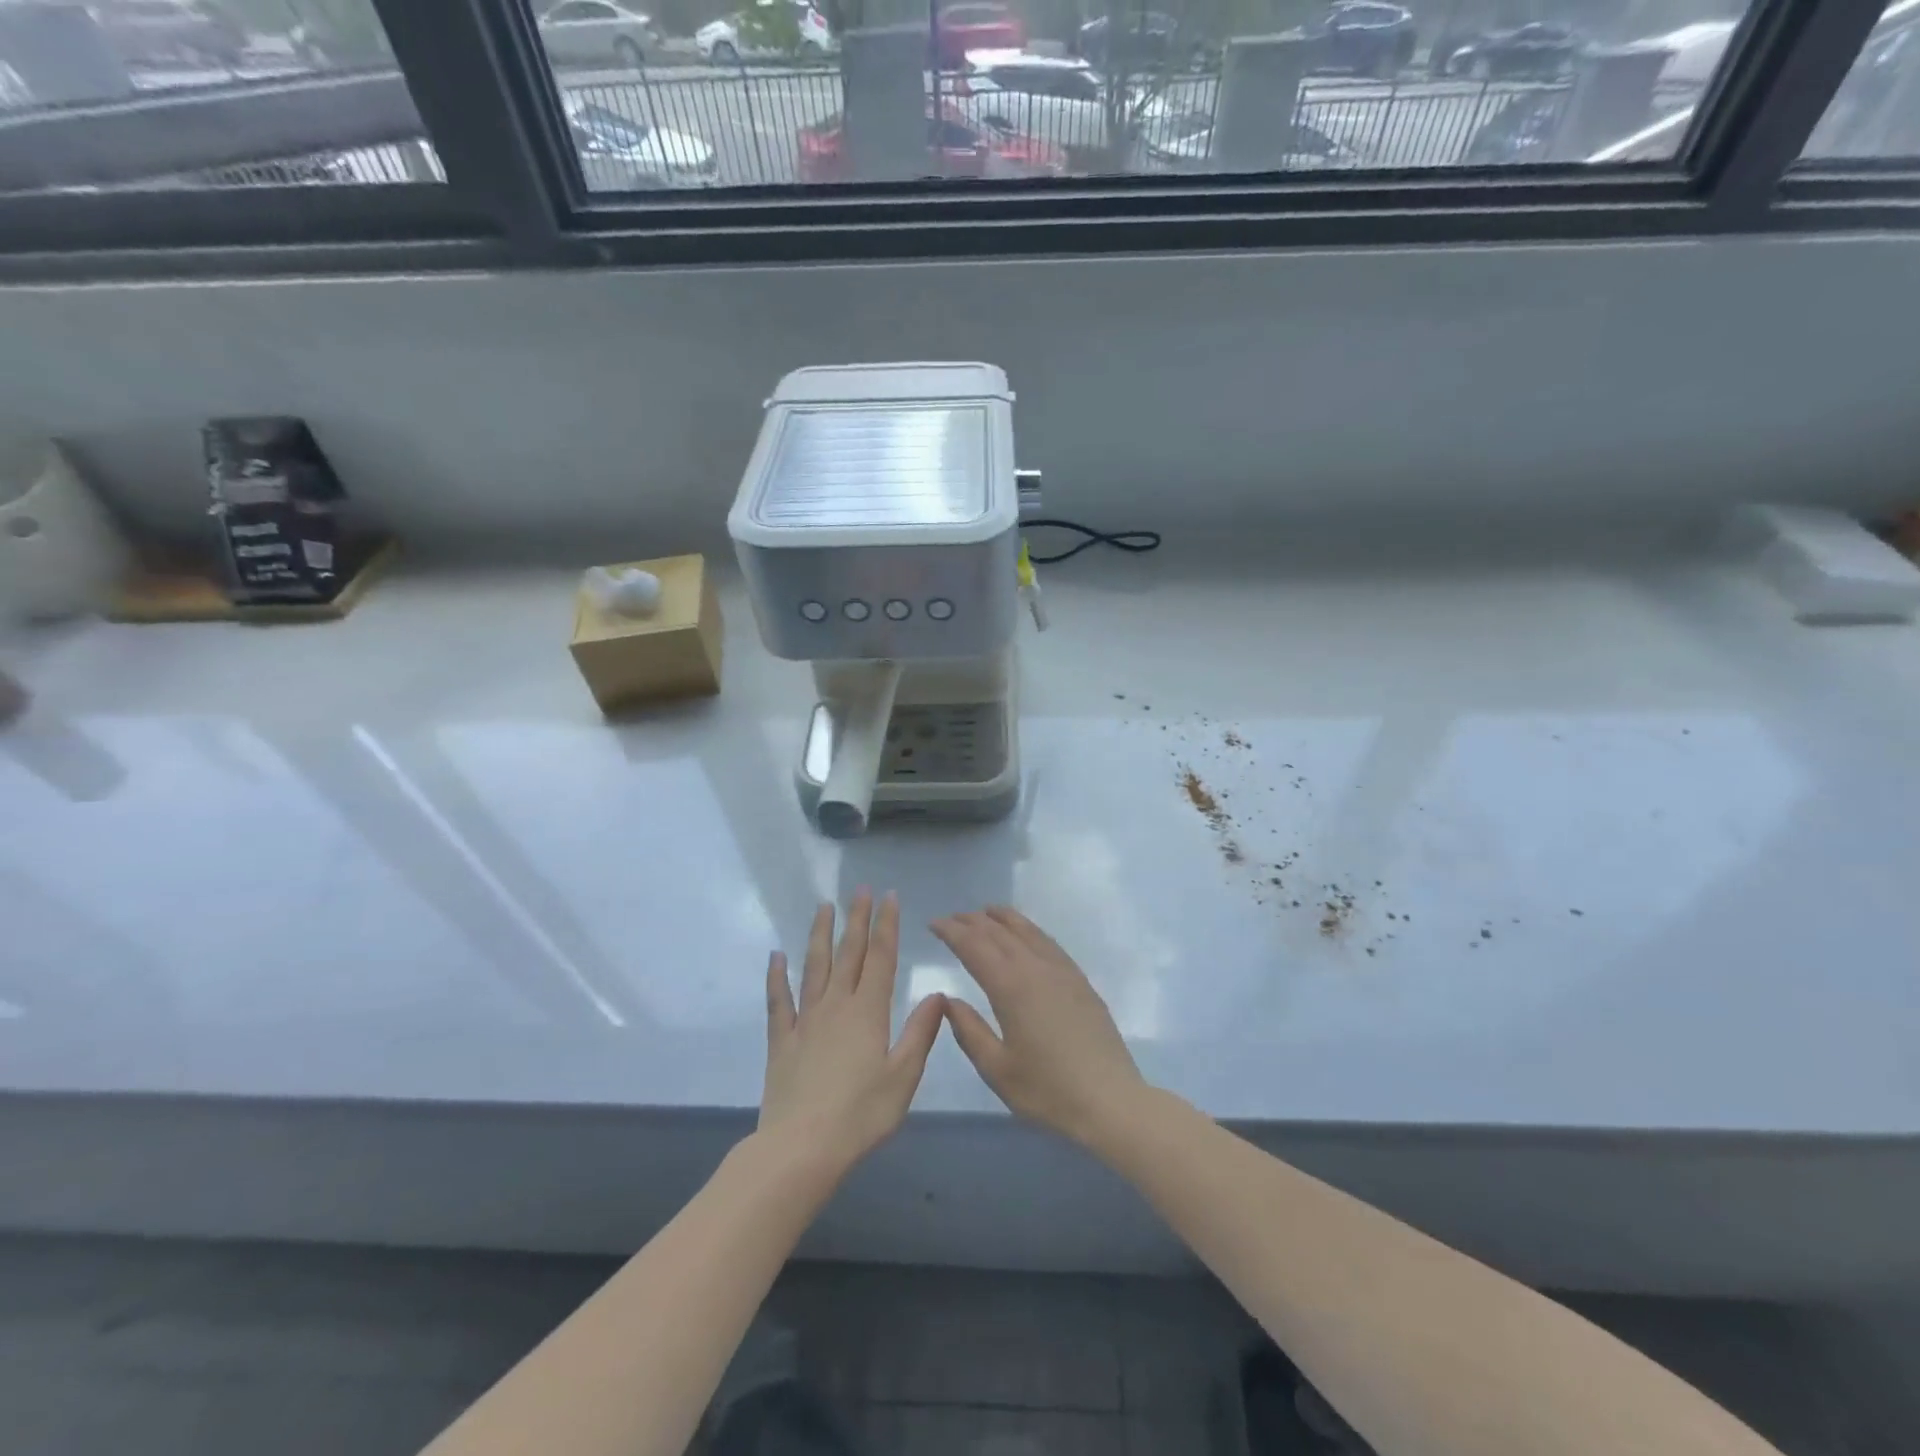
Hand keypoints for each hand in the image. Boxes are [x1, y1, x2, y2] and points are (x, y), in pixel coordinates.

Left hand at [761, 890, 945, 1176]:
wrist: (801, 1148)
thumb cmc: (861, 1115)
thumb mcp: (903, 1076)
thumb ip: (920, 1033)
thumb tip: (938, 994)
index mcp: (868, 1012)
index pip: (881, 958)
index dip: (887, 925)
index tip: (889, 896)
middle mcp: (836, 1006)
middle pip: (849, 953)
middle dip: (857, 919)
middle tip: (860, 889)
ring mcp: (806, 1020)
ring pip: (814, 967)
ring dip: (820, 935)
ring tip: (824, 907)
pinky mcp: (782, 1040)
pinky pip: (779, 1001)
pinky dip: (777, 976)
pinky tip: (775, 956)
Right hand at [931, 907, 1148, 1150]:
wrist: (1111, 1101)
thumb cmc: (1048, 1091)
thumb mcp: (997, 1069)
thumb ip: (968, 1030)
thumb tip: (947, 1000)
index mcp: (1011, 986)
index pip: (974, 946)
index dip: (952, 931)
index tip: (933, 924)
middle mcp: (1036, 967)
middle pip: (999, 932)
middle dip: (972, 921)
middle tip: (951, 919)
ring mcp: (1062, 971)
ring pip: (1027, 930)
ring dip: (1001, 918)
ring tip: (984, 913)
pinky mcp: (1080, 980)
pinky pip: (1047, 941)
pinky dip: (1028, 929)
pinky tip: (1025, 935)